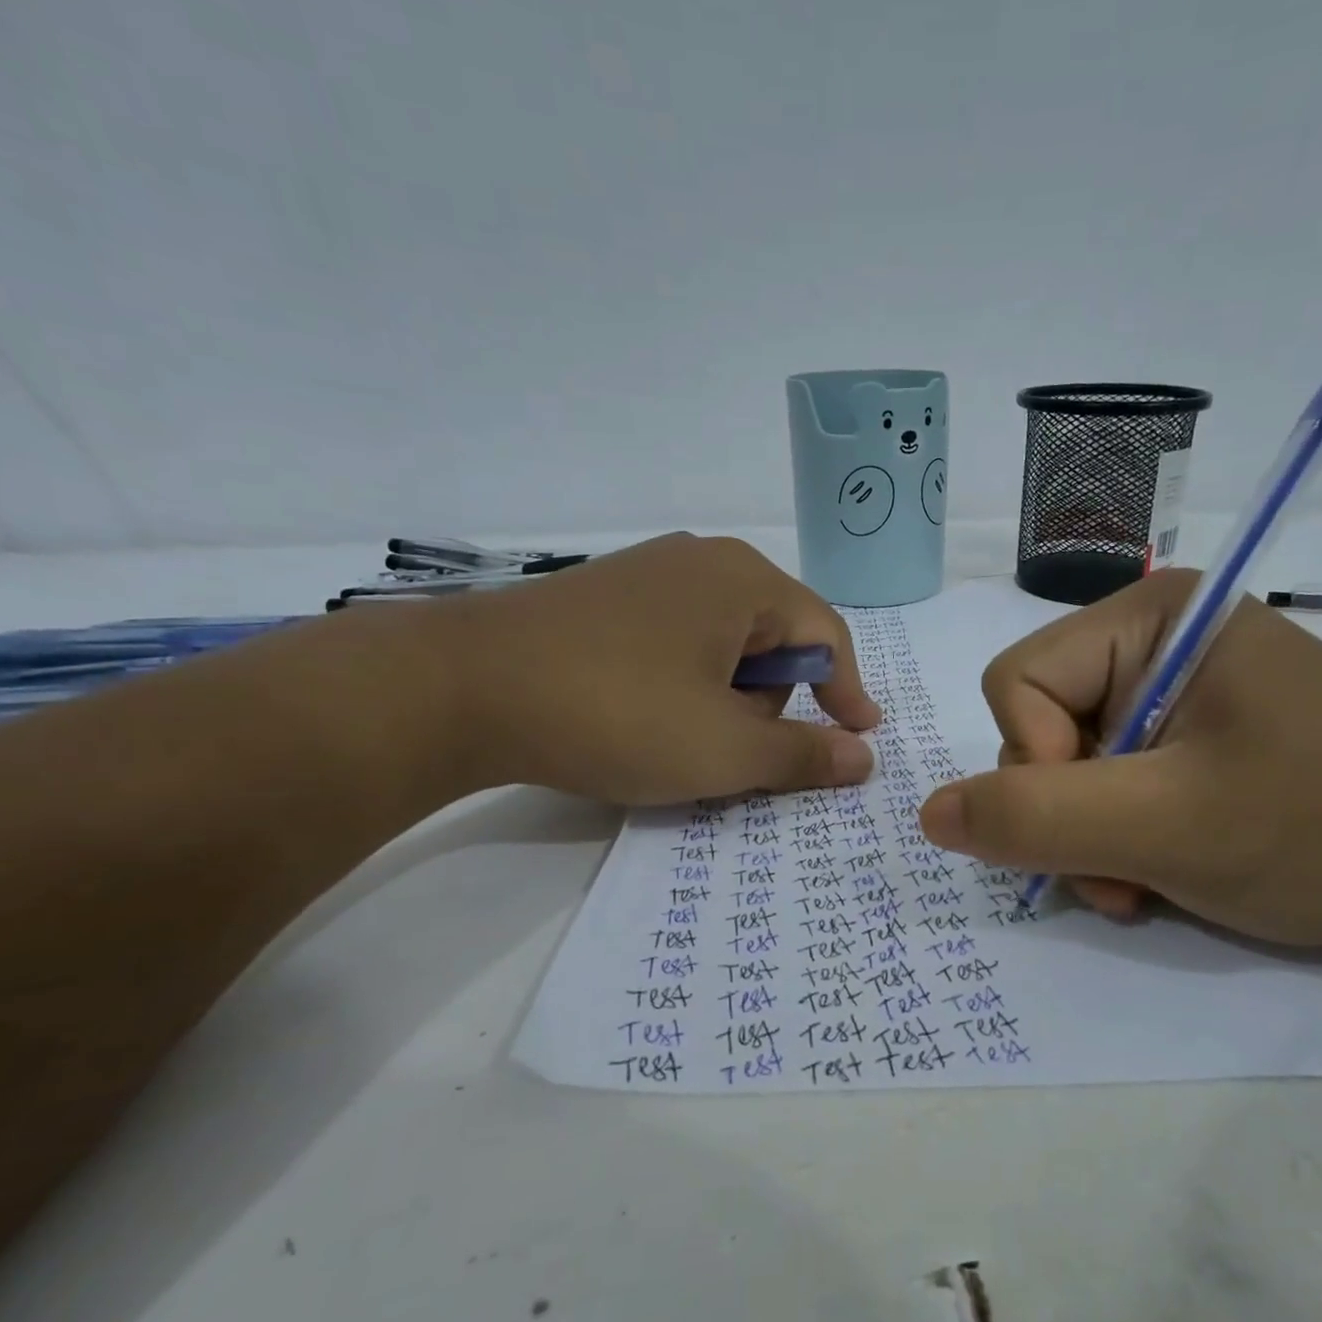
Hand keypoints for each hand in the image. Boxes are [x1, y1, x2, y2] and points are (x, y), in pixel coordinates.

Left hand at [428, 534, 881, 804]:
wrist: (458, 688)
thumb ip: (803, 755)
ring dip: (726, 697)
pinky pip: (676, 640)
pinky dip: (684, 684)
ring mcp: (647, 574)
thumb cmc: (617, 712)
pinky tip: (644, 715)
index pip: (826, 636)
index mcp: (744, 581)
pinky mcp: (604, 597)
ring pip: (723, 644)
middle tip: (735, 750)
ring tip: (682, 738)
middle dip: (770, 701)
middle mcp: (702, 561)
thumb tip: (864, 759)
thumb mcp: (724, 750)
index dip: (849, 692)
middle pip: (774, 639)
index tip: (860, 738)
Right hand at [916, 569, 1321, 949]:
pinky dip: (1128, 839)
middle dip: (1070, 813)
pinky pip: (1118, 783)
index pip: (1016, 682)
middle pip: (1041, 725)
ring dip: (1097, 838)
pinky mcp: (1198, 736)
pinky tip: (1174, 872)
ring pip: (1074, 766)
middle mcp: (1152, 641)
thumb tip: (929, 814)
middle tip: (1128, 877)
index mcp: (1146, 617)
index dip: (1035, 764)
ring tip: (1154, 885)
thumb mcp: (1168, 826)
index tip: (1105, 828)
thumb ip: (1035, 818)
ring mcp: (1175, 691)